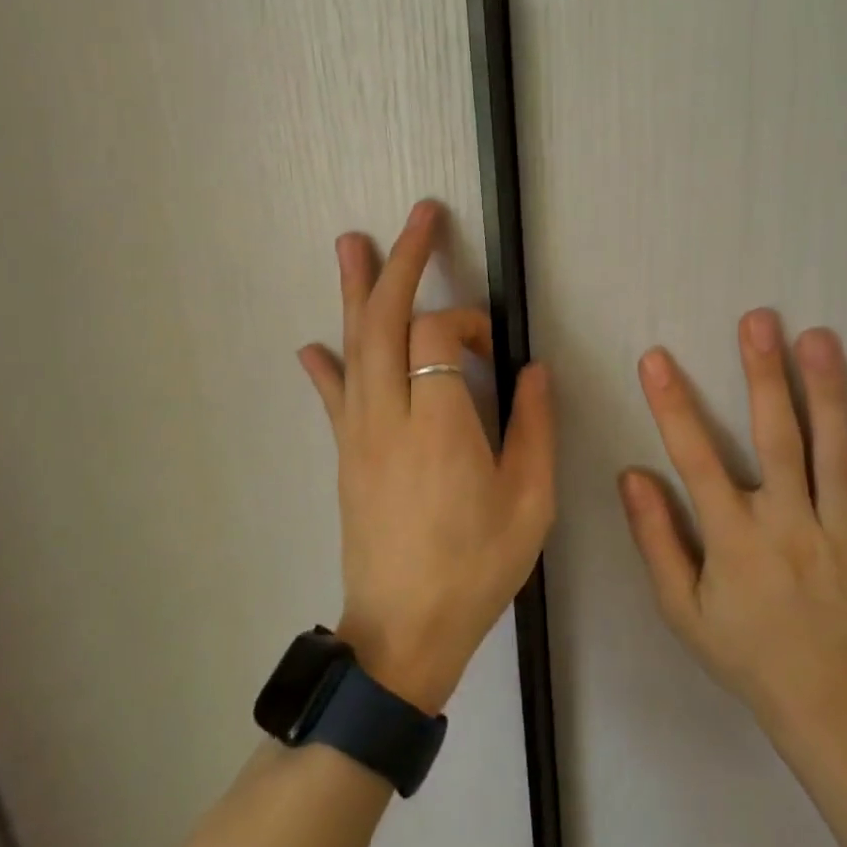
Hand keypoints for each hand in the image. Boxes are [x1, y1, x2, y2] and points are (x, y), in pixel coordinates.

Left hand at [298, 200, 554, 712]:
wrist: (405, 631)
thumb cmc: (477, 566)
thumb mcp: (530, 502)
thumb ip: (534, 427)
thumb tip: (532, 371)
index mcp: (440, 425)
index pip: (439, 336)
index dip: (469, 323)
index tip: (494, 346)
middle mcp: (389, 417)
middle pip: (385, 321)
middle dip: (404, 263)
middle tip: (419, 216)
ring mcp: (358, 436)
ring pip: (351, 347)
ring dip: (354, 291)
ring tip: (351, 243)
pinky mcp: (345, 456)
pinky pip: (333, 398)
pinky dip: (326, 364)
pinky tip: (312, 344)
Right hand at [618, 310, 846, 737]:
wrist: (833, 712)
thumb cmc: (748, 656)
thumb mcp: (683, 612)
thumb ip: (656, 541)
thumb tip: (632, 476)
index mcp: (735, 540)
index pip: (696, 460)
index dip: (673, 406)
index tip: (656, 359)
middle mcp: (790, 526)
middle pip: (777, 438)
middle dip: (764, 375)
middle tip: (759, 319)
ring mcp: (846, 535)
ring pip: (837, 453)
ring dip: (828, 392)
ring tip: (819, 338)